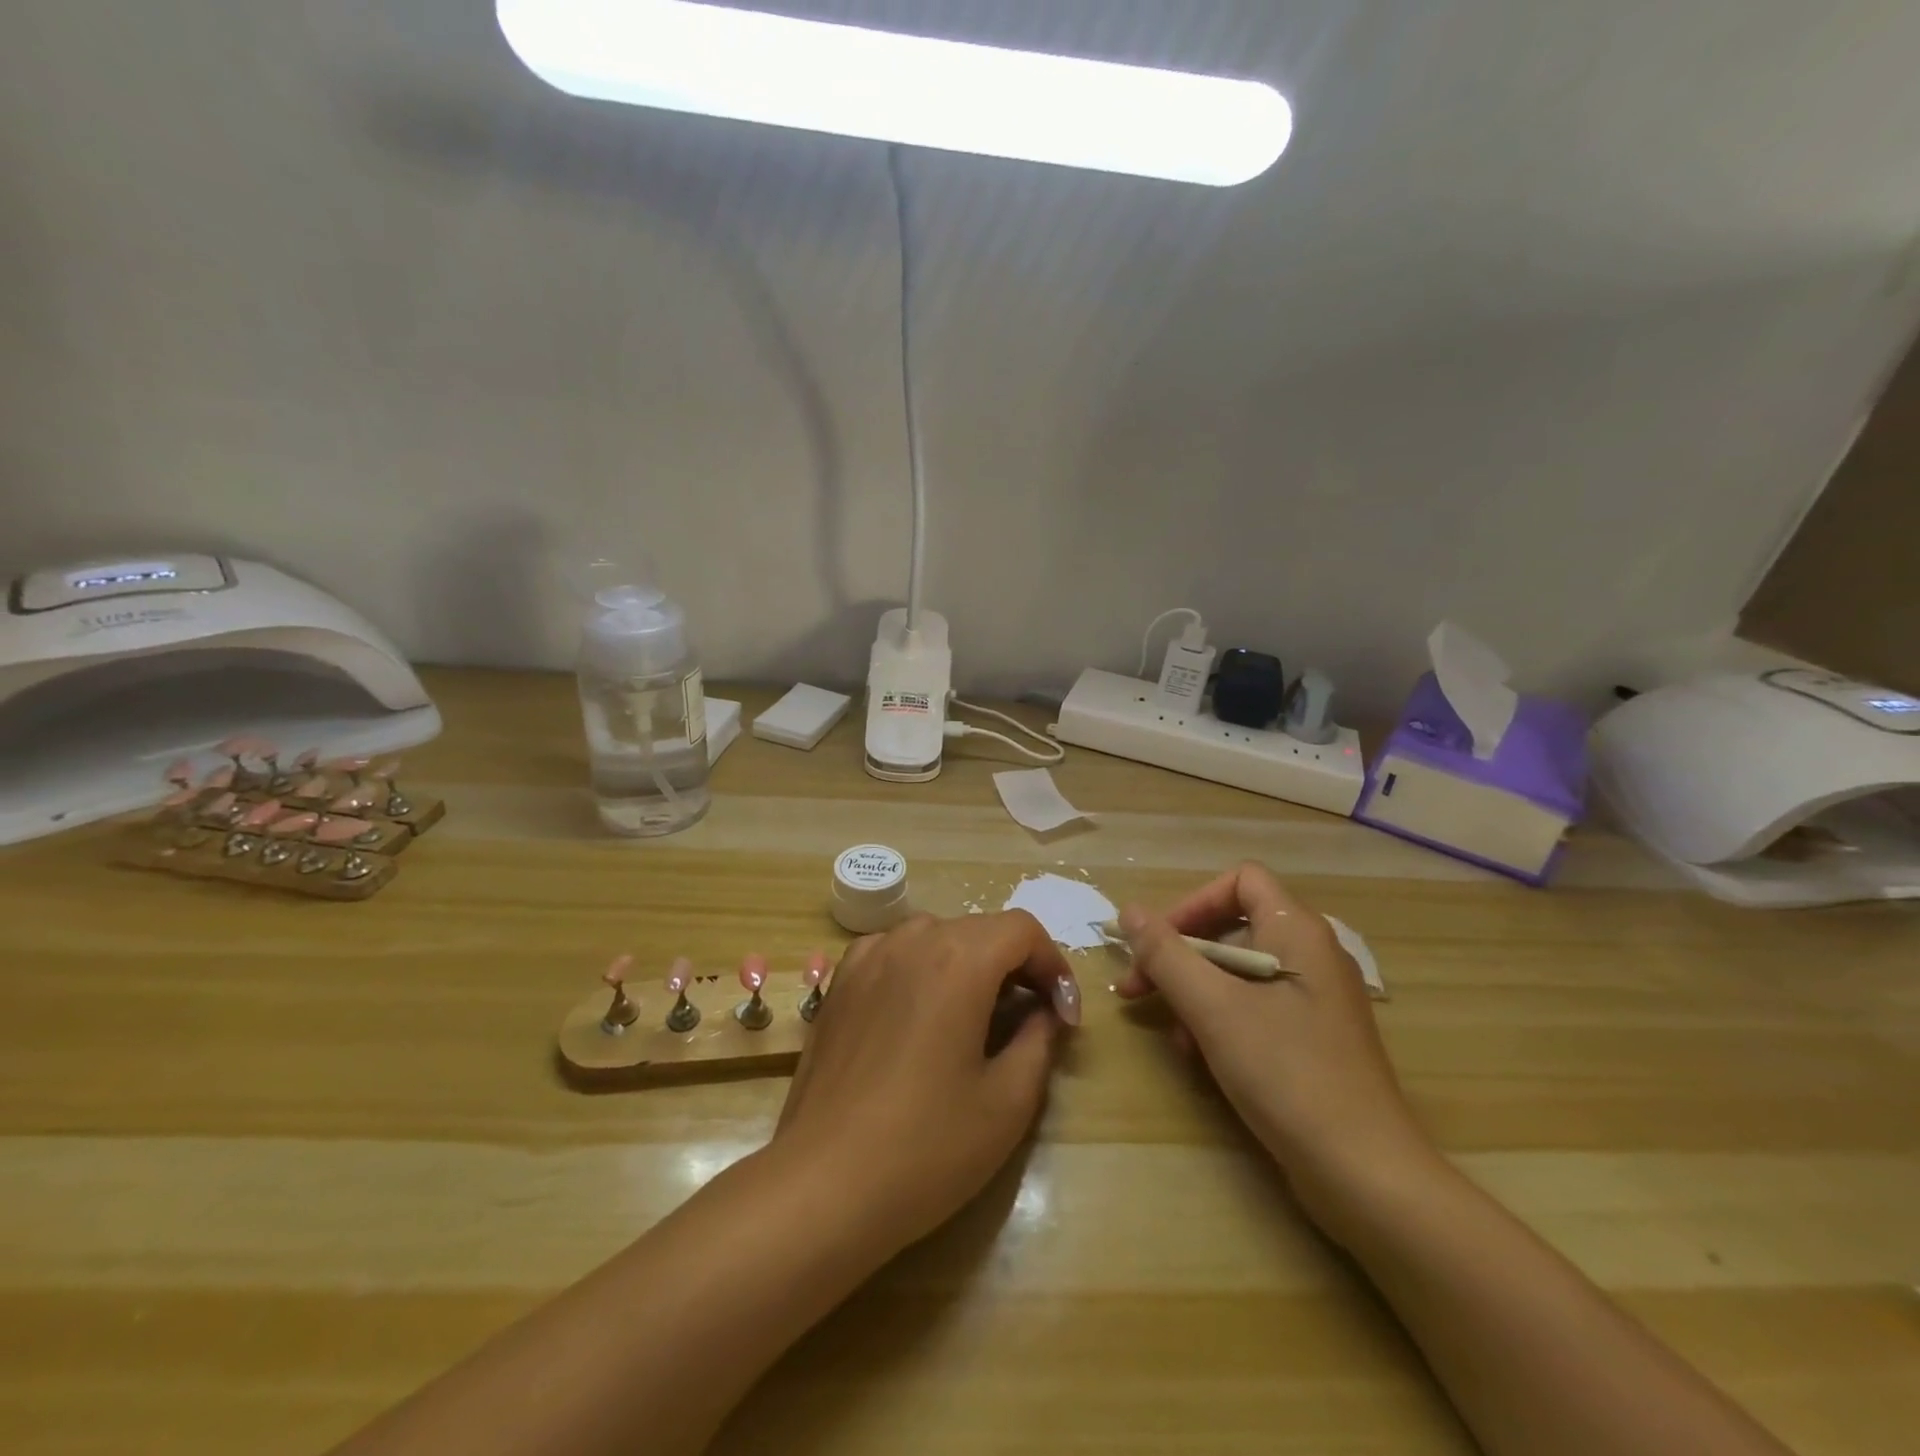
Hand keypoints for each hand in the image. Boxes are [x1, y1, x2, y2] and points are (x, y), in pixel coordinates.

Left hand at [771, 912, 1076, 1253]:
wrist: (823, 1185)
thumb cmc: (927, 1146)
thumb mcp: (1008, 1101)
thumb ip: (1039, 1039)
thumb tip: (1044, 1012)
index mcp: (958, 958)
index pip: (1023, 930)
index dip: (1053, 966)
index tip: (1063, 1017)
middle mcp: (911, 940)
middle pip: (980, 930)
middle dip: (1016, 967)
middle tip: (1031, 1020)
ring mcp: (867, 957)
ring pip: (936, 938)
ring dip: (968, 965)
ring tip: (976, 1018)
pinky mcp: (839, 982)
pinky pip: (895, 954)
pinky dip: (922, 970)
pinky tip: (920, 1016)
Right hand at [1115, 863, 1435, 1233]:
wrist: (1365, 1175)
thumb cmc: (1286, 1073)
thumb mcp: (1212, 1008)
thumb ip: (1165, 954)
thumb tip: (1129, 911)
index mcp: (1297, 931)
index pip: (1239, 881)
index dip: (1192, 904)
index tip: (1157, 944)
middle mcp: (1311, 954)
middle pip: (1233, 927)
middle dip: (1180, 957)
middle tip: (1139, 990)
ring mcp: (1316, 999)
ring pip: (1238, 972)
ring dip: (1195, 994)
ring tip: (1174, 1037)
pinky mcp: (1314, 1039)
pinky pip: (1255, 1008)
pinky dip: (1221, 1022)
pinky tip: (1202, 1059)